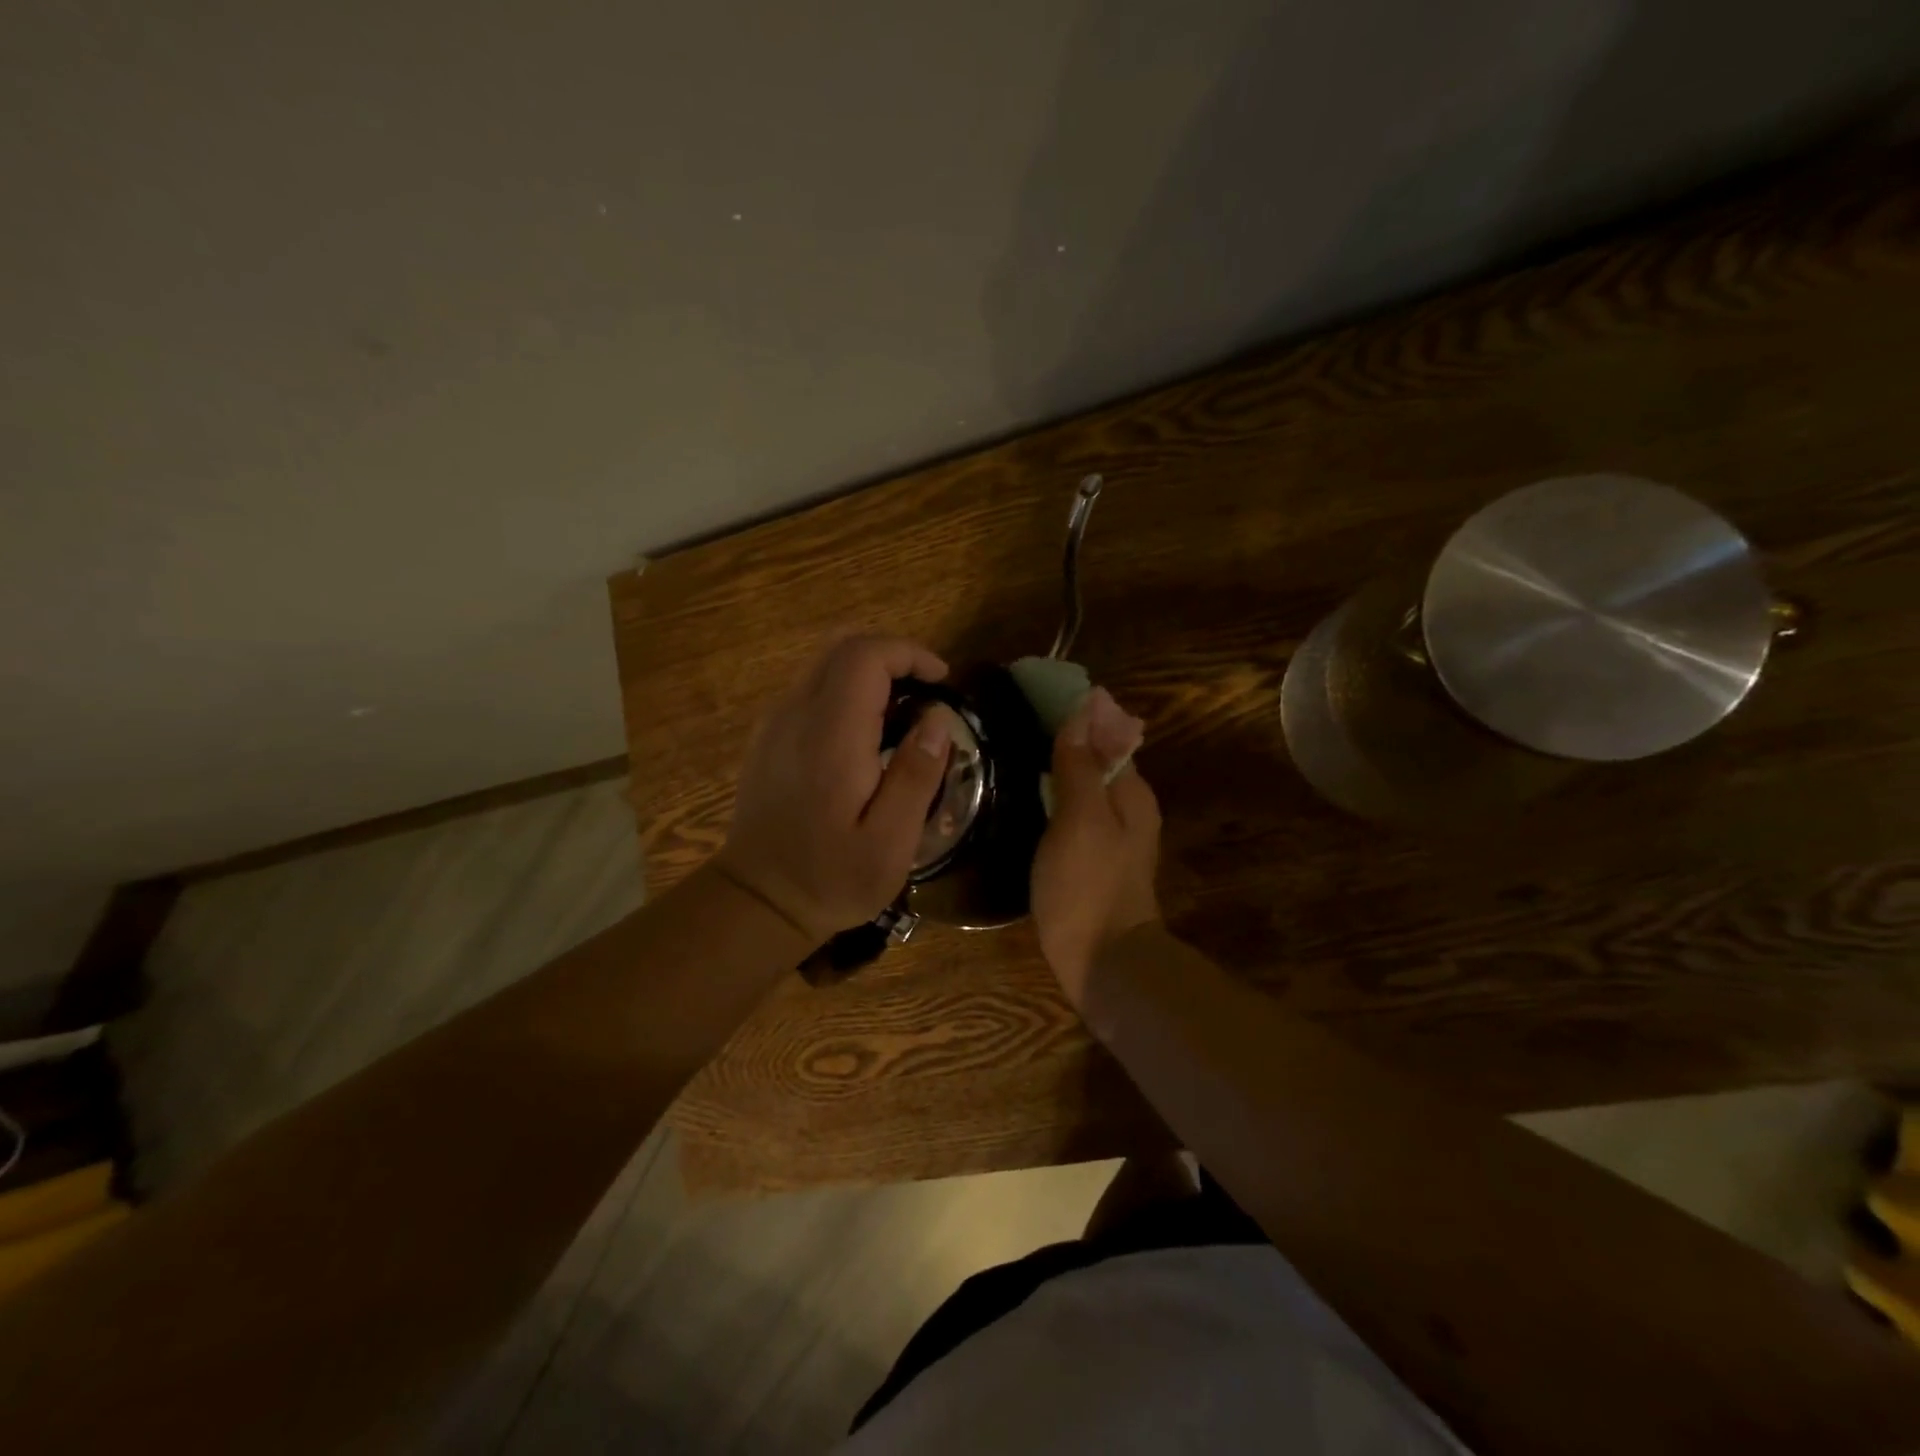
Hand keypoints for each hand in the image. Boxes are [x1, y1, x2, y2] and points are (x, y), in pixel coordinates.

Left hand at [716, 635, 952, 943]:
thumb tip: (938, 720)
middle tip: (926, 691)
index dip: (909, 654)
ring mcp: (775, 724)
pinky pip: (810, 690)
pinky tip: (866, 735)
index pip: (865, 656)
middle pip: (842, 647)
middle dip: (891, 656)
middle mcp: (796, 715)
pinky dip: (846, 691)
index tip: (941, 681)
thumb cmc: (830, 878)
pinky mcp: (769, 738)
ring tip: (903, 713)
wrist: (758, 901)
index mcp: (830, 736)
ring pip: (823, 665)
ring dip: (869, 672)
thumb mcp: (890, 843)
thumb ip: (916, 775)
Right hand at [1031, 687, 1160, 1007]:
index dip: (1076, 711)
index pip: (1107, 732)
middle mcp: (1128, 807)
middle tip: (1014, 717)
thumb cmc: (1088, 886)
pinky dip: (1054, 792)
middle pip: (1096, 756)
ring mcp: (1111, 835)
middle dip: (1066, 733)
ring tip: (1013, 746)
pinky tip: (1025, 793)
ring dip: (1058, 762)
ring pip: (1084, 783)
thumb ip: (1079, 766)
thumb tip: (1080, 712)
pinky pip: (1074, 809)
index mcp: (1131, 791)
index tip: (1034, 692)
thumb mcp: (1080, 819)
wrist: (1102, 962)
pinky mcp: (1092, 858)